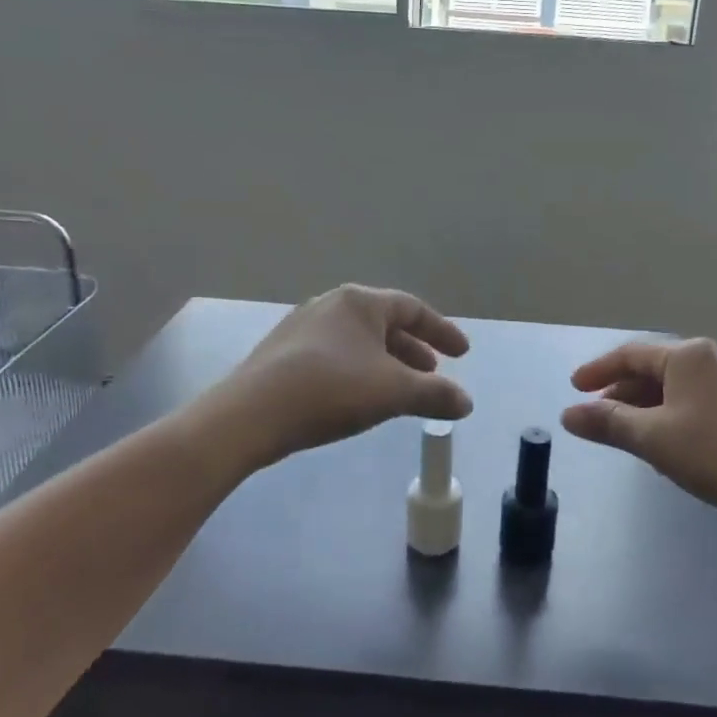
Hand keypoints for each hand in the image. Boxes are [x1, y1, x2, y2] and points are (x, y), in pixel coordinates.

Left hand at [218, 285, 472, 466]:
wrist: (250, 414)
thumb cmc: (331, 390)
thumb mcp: (393, 392)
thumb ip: (435, 394)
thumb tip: (466, 402)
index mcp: (359, 302)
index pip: (412, 309)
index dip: (442, 331)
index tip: (462, 354)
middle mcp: (330, 305)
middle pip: (384, 324)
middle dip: (413, 350)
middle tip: (432, 374)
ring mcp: (302, 327)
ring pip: (358, 341)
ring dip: (386, 363)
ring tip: (400, 390)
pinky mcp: (282, 353)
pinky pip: (335, 355)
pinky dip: (358, 371)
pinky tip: (359, 397)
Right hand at [562, 338, 716, 529]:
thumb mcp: (653, 438)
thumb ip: (608, 423)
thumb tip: (567, 415)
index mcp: (687, 355)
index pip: (630, 354)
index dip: (598, 370)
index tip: (574, 388)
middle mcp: (709, 359)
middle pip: (651, 369)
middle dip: (620, 392)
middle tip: (595, 416)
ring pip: (672, 388)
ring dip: (642, 407)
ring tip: (624, 434)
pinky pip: (691, 403)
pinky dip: (667, 416)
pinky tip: (662, 444)